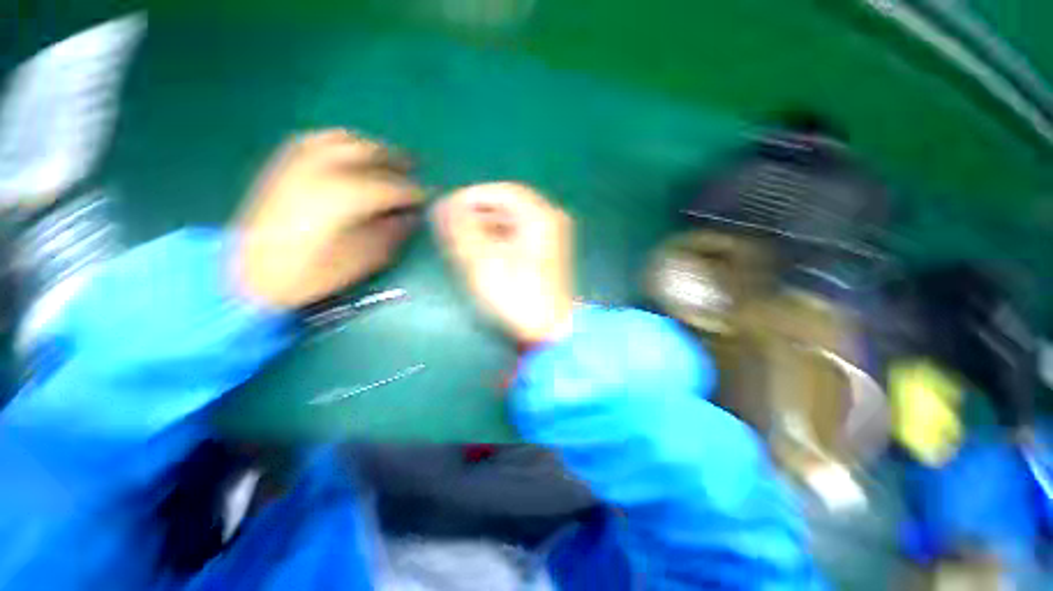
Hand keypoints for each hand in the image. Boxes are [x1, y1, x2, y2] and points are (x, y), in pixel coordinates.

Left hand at [231, 130, 421, 308]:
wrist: (248, 275)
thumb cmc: (310, 274)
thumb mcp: (362, 260)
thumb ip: (391, 234)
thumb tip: (411, 217)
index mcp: (346, 197)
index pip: (393, 188)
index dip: (415, 192)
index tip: (429, 197)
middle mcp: (323, 170)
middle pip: (370, 153)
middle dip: (397, 160)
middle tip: (415, 169)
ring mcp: (299, 163)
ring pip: (345, 140)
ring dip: (372, 147)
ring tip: (387, 159)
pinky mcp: (283, 165)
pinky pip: (317, 140)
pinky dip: (341, 142)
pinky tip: (349, 152)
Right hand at [433, 182, 573, 343]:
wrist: (548, 331)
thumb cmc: (515, 296)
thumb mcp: (482, 260)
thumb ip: (460, 227)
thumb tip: (444, 204)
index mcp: (540, 216)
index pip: (500, 191)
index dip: (470, 197)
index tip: (447, 211)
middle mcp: (551, 220)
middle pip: (507, 206)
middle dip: (477, 215)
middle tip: (453, 230)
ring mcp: (553, 239)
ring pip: (513, 222)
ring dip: (487, 228)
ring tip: (464, 244)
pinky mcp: (549, 255)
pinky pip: (519, 237)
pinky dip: (500, 240)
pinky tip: (485, 255)